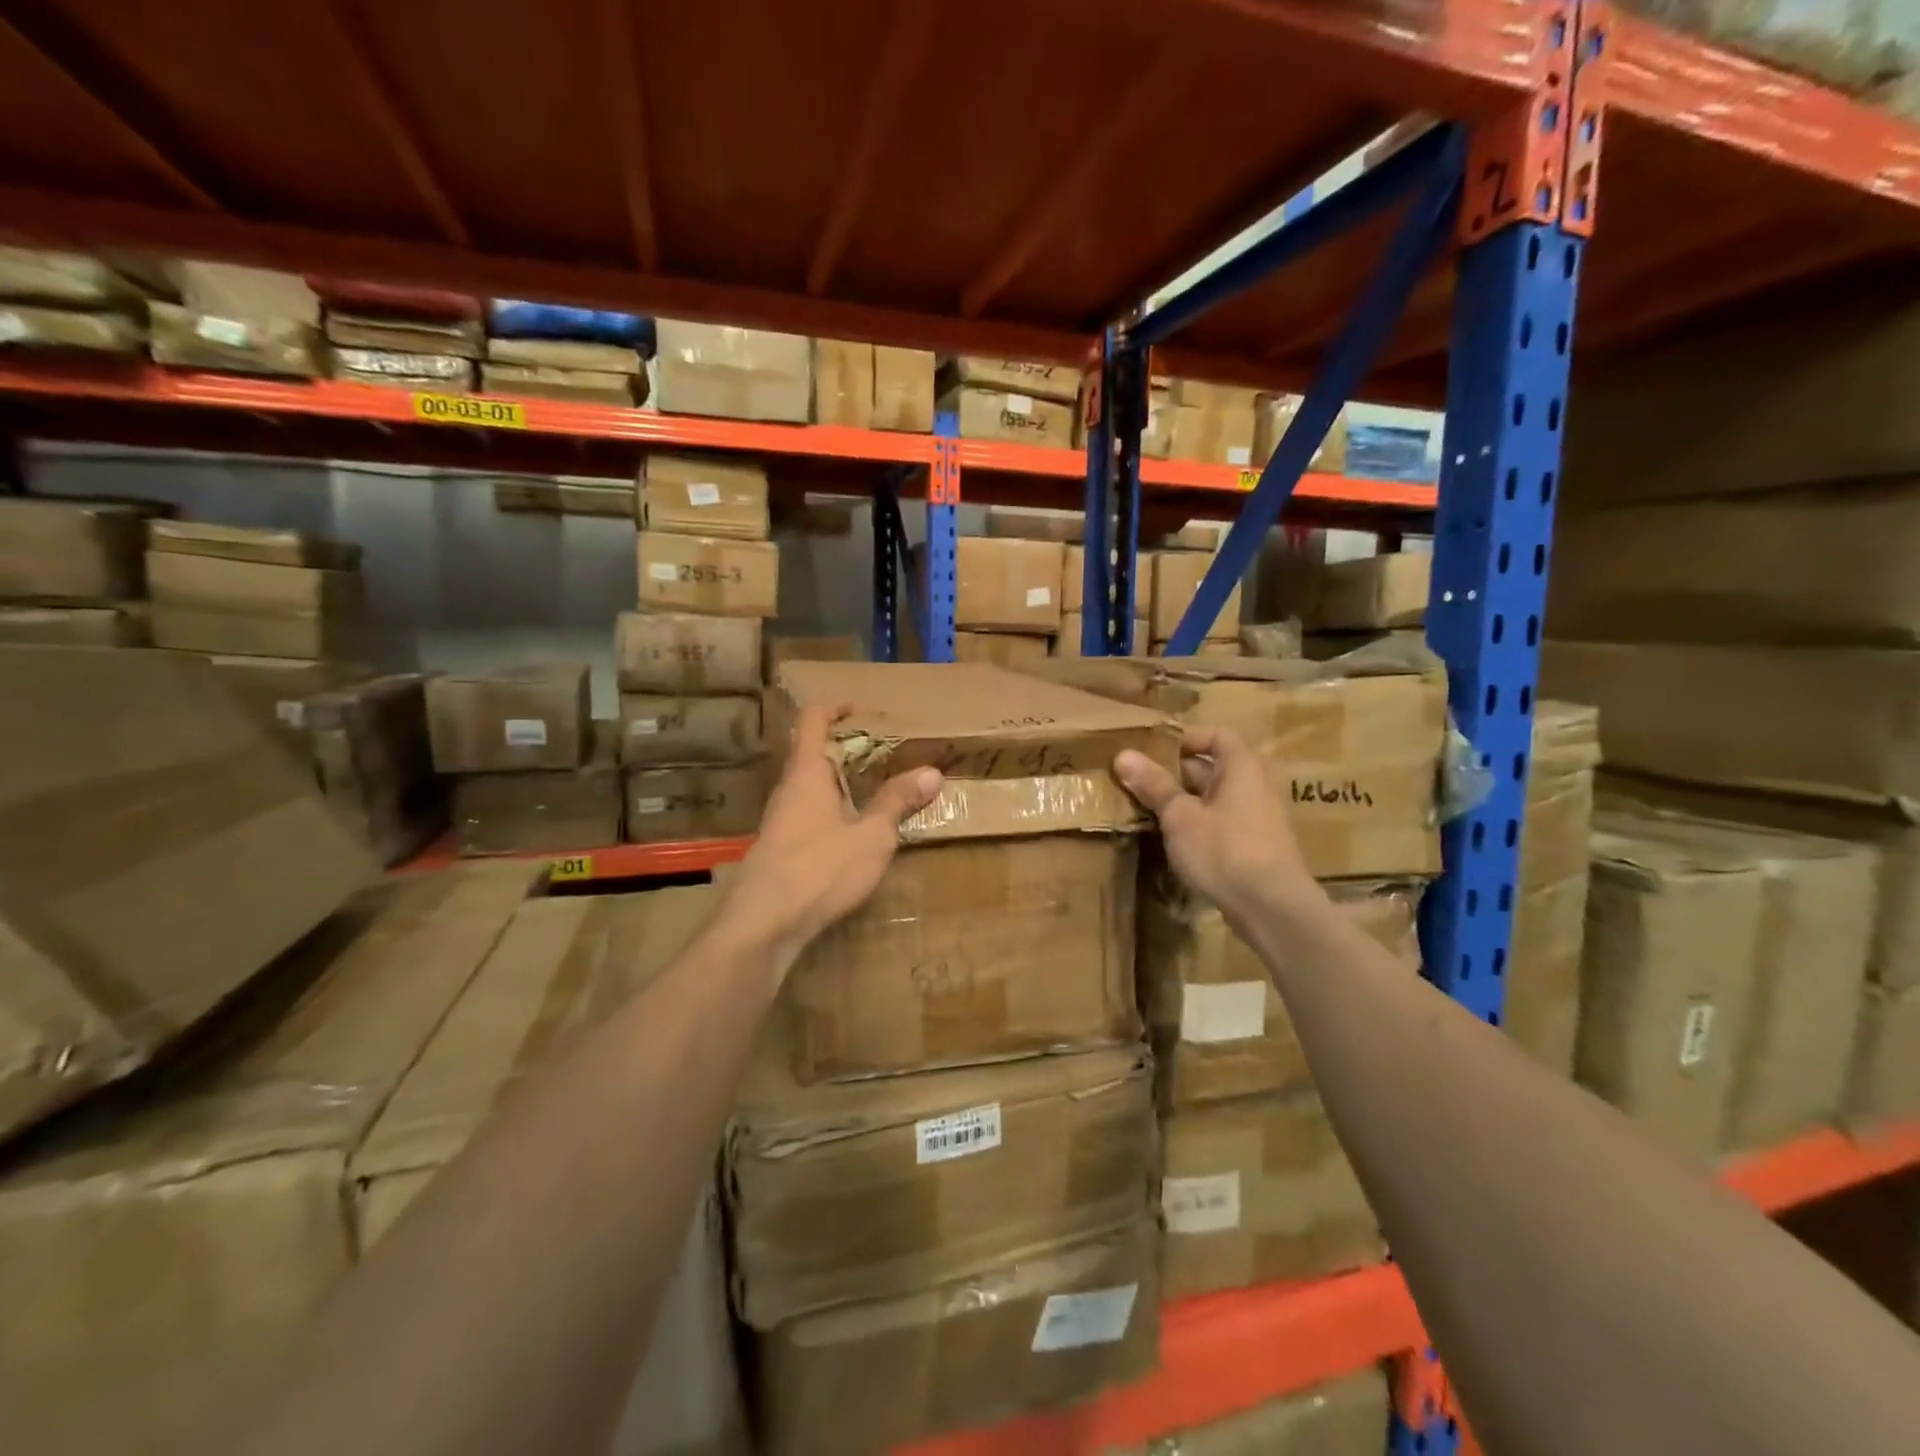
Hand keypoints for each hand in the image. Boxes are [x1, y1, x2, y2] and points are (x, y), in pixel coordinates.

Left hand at [724, 705, 943, 975]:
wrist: (763, 924)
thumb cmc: (819, 869)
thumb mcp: (871, 836)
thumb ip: (898, 802)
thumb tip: (932, 771)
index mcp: (808, 773)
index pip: (813, 721)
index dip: (834, 708)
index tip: (859, 708)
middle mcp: (789, 789)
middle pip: (812, 753)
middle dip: (846, 749)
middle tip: (883, 753)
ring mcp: (780, 820)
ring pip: (811, 786)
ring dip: (840, 782)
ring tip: (876, 790)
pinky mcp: (780, 848)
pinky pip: (809, 813)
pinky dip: (833, 809)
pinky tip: (854, 832)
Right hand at [1114, 727, 1320, 934]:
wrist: (1271, 907)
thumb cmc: (1224, 849)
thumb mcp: (1180, 816)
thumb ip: (1154, 785)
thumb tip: (1123, 755)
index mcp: (1242, 767)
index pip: (1217, 736)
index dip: (1186, 738)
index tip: (1153, 750)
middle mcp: (1256, 786)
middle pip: (1213, 768)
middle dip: (1176, 773)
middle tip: (1139, 782)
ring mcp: (1260, 818)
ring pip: (1215, 799)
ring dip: (1185, 802)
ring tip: (1148, 811)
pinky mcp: (1257, 847)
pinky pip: (1223, 823)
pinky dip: (1199, 825)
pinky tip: (1174, 841)